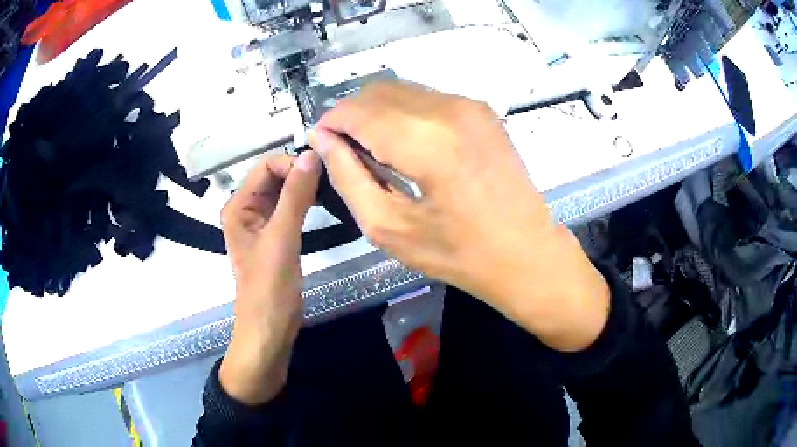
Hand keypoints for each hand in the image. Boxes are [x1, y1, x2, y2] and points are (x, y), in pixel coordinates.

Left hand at [219, 152, 320, 404]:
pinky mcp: (275, 236)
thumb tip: (311, 154)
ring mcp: (261, 224)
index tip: (321, 171)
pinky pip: (289, 209)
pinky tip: (324, 204)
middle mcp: (246, 210)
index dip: (291, 164)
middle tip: (332, 178)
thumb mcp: (282, 239)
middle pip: (274, 177)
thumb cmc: (269, 288)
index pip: (265, 167)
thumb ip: (295, 196)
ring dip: (304, 187)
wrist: (269, 329)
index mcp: (238, 206)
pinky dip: (305, 203)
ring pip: (283, 193)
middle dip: (300, 173)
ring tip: (332, 188)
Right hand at [309, 83, 609, 351]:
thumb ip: (348, 177)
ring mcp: (471, 106)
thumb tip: (322, 141)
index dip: (331, 122)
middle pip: (379, 92)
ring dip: (377, 112)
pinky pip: (426, 98)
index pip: (359, 111)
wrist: (528, 253)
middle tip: (342, 150)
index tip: (319, 141)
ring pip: (402, 90)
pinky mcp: (482, 111)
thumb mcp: (390, 228)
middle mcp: (451, 109)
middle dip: (351, 115)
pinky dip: (403, 113)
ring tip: (371, 150)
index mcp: (428, 141)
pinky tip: (403, 144)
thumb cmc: (460, 254)